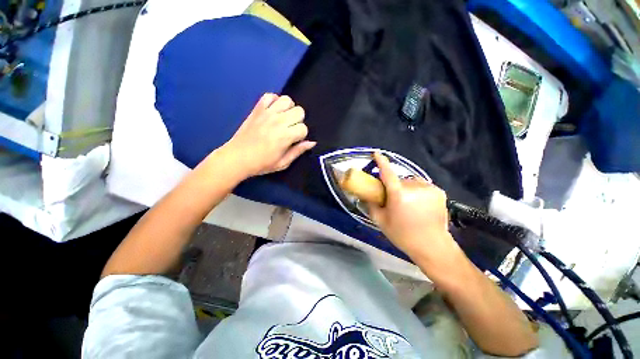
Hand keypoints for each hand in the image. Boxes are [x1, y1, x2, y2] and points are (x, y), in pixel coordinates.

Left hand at [223, 93, 315, 177]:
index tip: (295, 141)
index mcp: (285, 136)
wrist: (237, 158)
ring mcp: (267, 113)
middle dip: (298, 121)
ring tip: (284, 118)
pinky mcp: (257, 109)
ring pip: (287, 100)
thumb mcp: (283, 163)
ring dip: (289, 109)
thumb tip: (312, 142)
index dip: (301, 135)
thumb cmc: (262, 164)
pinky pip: (269, 95)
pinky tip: (274, 110)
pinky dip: (274, 100)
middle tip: (290, 129)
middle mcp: (278, 121)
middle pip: (299, 111)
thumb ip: (298, 151)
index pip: (304, 128)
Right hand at [368, 153, 461, 269]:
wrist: (432, 246)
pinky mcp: (439, 191)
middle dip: (394, 186)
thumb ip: (371, 205)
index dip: (381, 162)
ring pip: (411, 182)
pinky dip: (417, 190)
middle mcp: (415, 187)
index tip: (376, 154)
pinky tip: (418, 203)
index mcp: (399, 195)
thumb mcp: (381, 221)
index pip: (388, 173)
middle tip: (392, 198)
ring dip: (406, 187)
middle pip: (399, 180)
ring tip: (407, 202)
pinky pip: (422, 185)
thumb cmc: (403, 235)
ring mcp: (429, 188)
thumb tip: (364, 195)